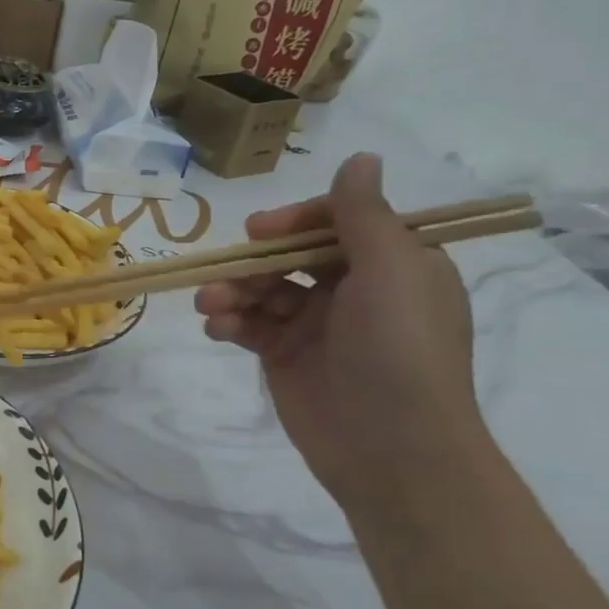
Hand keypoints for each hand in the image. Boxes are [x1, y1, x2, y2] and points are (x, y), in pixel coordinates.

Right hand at [193, 153, 487, 509]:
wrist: (391, 450)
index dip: (296, 220)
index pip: (337, 222)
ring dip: (232, 291)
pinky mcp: (285, 356)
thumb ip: (364, 215)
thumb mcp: (391, 271)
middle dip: (254, 260)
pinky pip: (248, 324)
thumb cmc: (397, 350)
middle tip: (229, 268)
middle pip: (290, 254)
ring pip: (262, 288)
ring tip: (211, 305)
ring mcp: (316, 325)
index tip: (262, 231)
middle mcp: (355, 290)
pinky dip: (228, 321)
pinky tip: (218, 328)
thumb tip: (362, 158)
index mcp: (392, 266)